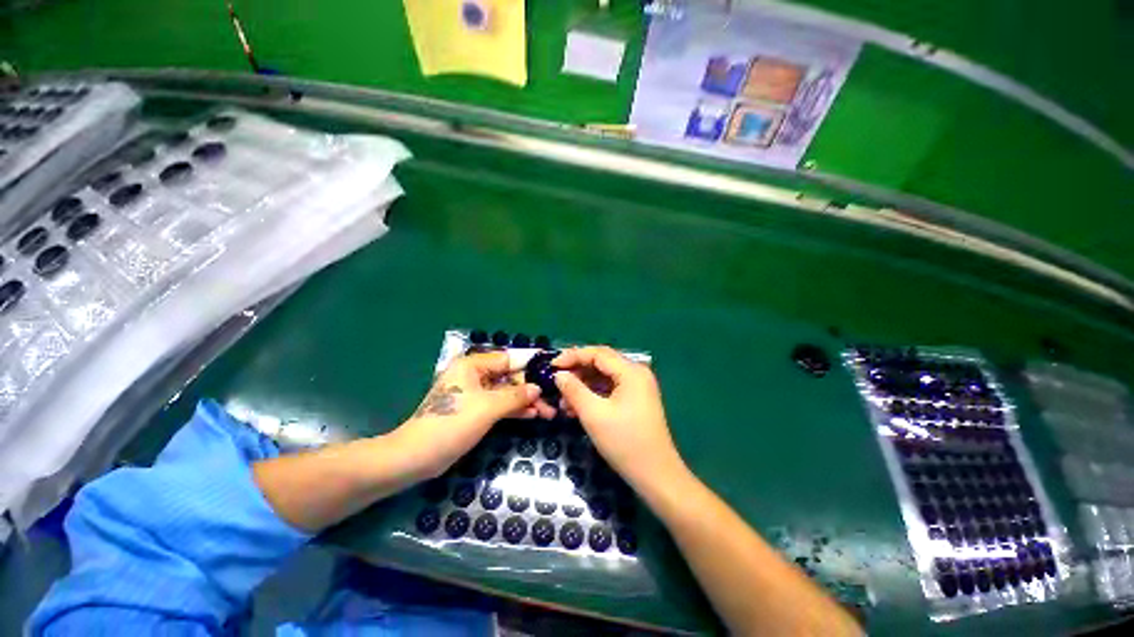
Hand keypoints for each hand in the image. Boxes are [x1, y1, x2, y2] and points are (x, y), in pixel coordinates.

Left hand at [392, 352, 543, 478]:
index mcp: (472, 365)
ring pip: (506, 393)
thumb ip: (515, 395)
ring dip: (525, 401)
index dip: (529, 367)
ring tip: (548, 412)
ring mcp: (475, 394)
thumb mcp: (488, 407)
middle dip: (530, 389)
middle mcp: (474, 375)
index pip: (508, 360)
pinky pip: (499, 405)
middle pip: (508, 377)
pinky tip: (532, 415)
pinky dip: (514, 410)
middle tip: (552, 400)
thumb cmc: (452, 423)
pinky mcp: (475, 411)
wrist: (417, 457)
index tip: (550, 374)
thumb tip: (538, 388)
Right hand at [552, 346, 685, 488]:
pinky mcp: (635, 401)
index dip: (573, 356)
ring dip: (583, 385)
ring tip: (562, 400)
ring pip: (604, 377)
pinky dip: (593, 395)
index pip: (597, 353)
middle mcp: (636, 374)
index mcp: (631, 371)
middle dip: (577, 371)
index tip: (552, 366)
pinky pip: (610, 390)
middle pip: (601, 363)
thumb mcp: (593, 414)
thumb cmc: (624, 442)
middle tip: (556, 382)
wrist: (656, 476)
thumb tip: (559, 375)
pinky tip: (576, 408)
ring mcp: (637, 388)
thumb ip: (573, 390)